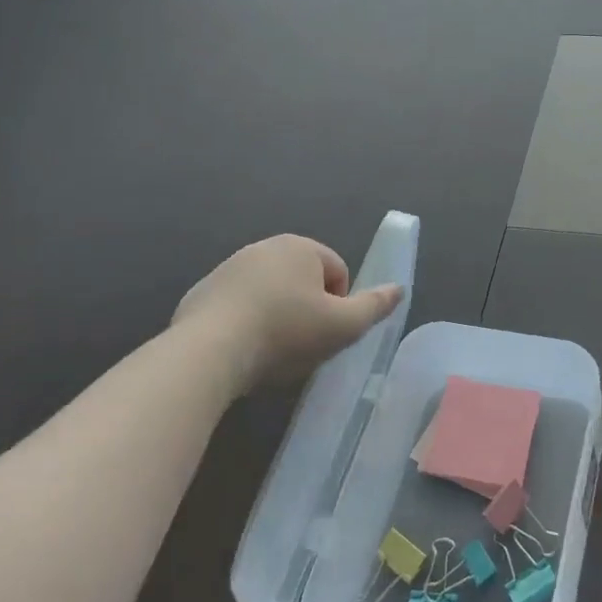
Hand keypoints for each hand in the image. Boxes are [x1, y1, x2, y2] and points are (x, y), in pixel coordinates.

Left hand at [172, 235, 402, 392]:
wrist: (208, 352)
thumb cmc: (285, 332)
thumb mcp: (343, 326)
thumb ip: (375, 306)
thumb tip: (399, 288)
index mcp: (301, 247)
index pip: (338, 272)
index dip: (341, 305)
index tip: (329, 333)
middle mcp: (264, 247)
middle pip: (303, 281)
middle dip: (308, 310)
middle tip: (304, 345)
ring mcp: (228, 268)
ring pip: (270, 294)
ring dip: (277, 317)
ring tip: (272, 353)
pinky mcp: (201, 293)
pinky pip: (237, 308)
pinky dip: (245, 324)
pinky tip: (242, 352)